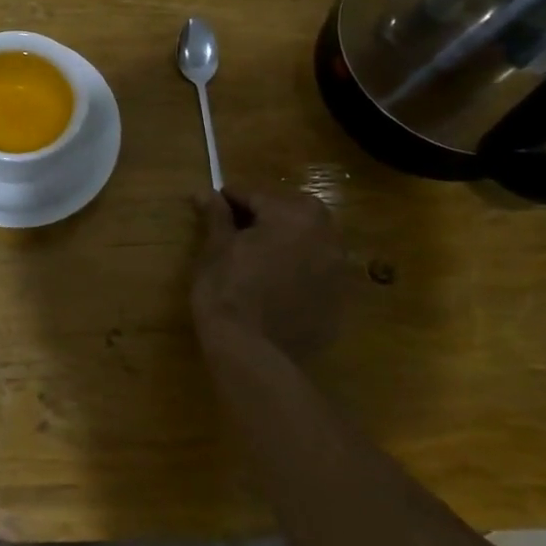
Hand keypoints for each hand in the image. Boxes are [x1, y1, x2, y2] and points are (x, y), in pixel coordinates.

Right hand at [191, 186, 350, 364]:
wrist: (251, 352)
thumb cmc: (227, 289)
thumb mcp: (216, 248)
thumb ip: (217, 216)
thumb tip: (206, 193)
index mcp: (294, 216)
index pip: (258, 195)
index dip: (232, 197)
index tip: (214, 201)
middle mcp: (325, 237)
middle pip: (293, 212)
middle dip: (267, 214)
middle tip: (237, 227)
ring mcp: (337, 271)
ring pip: (309, 241)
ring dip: (287, 240)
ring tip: (257, 254)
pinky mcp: (339, 301)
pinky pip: (316, 272)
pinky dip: (298, 269)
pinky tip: (274, 283)